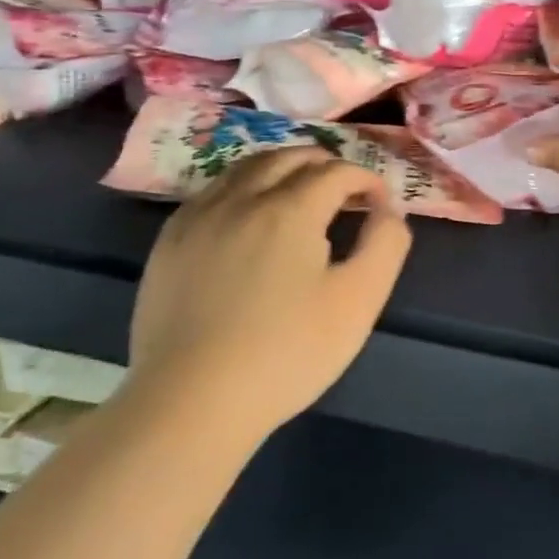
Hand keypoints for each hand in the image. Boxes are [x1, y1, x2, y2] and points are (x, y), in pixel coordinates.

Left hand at [126, 147, 411, 443]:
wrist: (190, 402)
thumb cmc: (286, 353)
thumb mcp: (359, 301)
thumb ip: (385, 245)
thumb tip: (388, 210)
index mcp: (290, 209)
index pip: (337, 171)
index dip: (366, 179)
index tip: (380, 204)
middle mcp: (242, 198)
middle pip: (290, 156)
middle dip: (326, 164)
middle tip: (346, 191)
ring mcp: (199, 217)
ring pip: (247, 166)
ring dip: (283, 167)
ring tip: (300, 191)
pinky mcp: (169, 241)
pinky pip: (213, 191)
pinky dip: (243, 186)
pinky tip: (248, 215)